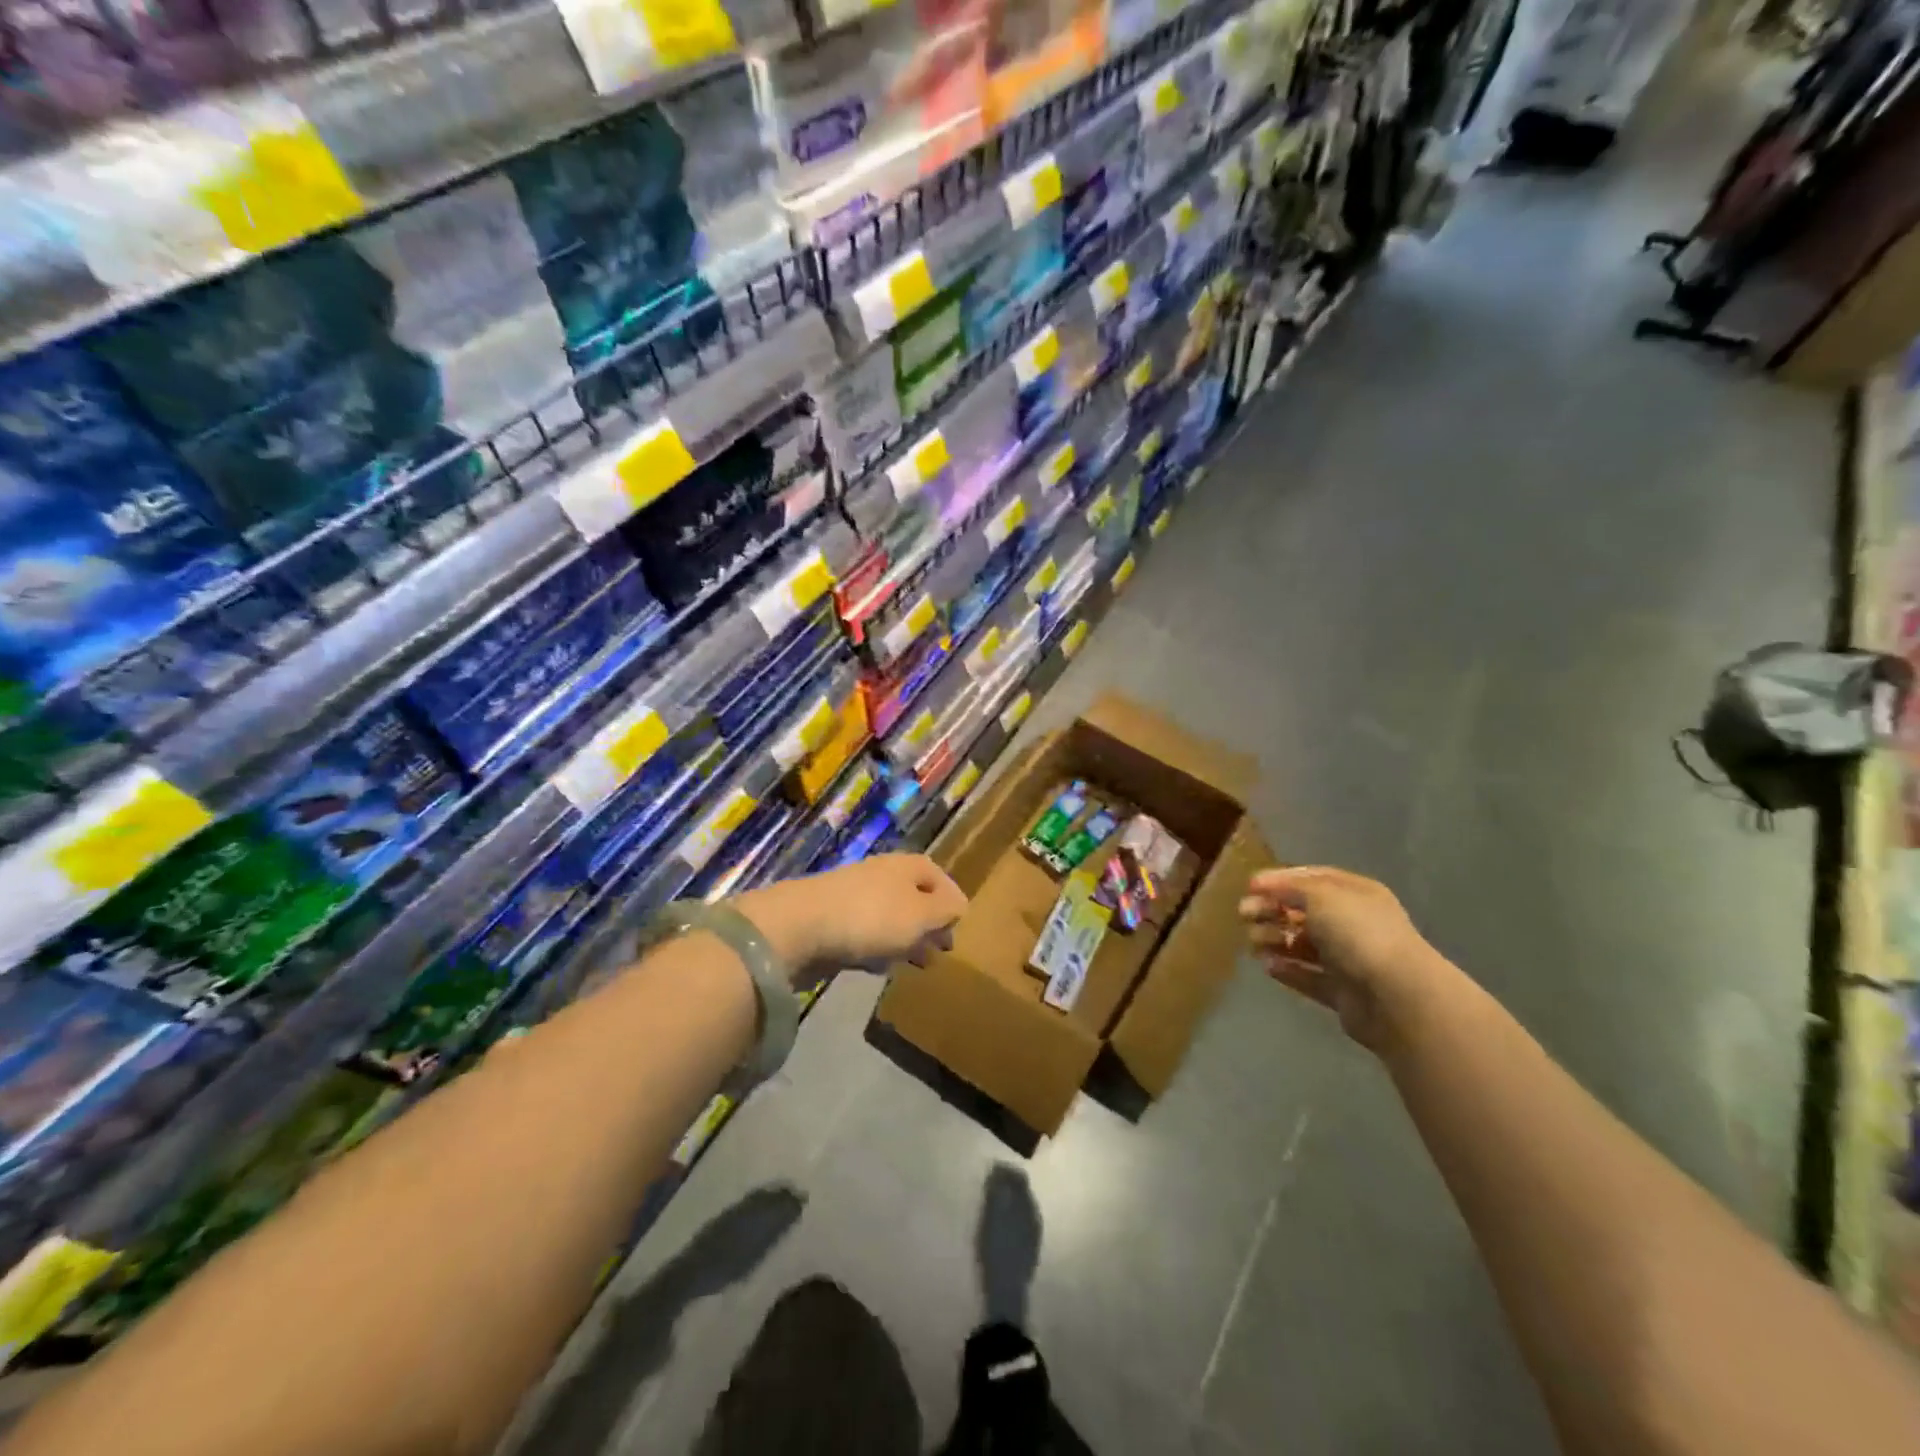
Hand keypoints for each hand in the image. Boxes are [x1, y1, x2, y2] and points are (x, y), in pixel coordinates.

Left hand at [734, 855, 966, 981]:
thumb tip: (958, 906)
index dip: (951, 899)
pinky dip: (877, 948)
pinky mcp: (832, 922)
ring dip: (905, 938)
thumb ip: (945, 910)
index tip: (959, 927)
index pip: (938, 876)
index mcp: (906, 867)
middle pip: (914, 897)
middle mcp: (882, 875)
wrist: (800, 927)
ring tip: (916, 963)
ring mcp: (854, 897)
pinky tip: (880, 967)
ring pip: (890, 917)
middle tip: (941, 951)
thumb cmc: (872, 917)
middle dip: (929, 923)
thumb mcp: (922, 915)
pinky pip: (865, 934)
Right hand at [1238, 866, 1446, 1049]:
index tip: (1250, 886)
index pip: (1312, 879)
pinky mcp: (1343, 992)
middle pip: (1304, 912)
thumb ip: (1288, 888)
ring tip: (1253, 943)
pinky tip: (1268, 966)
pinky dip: (1288, 970)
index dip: (1279, 880)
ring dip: (1275, 940)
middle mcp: (1354, 923)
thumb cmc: (1357, 933)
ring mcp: (1350, 959)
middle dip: (1272, 911)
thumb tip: (1263, 886)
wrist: (1396, 996)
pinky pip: (1309, 977)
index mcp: (1356, 893)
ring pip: (1304, 945)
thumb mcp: (1320, 895)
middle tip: (1243, 915)